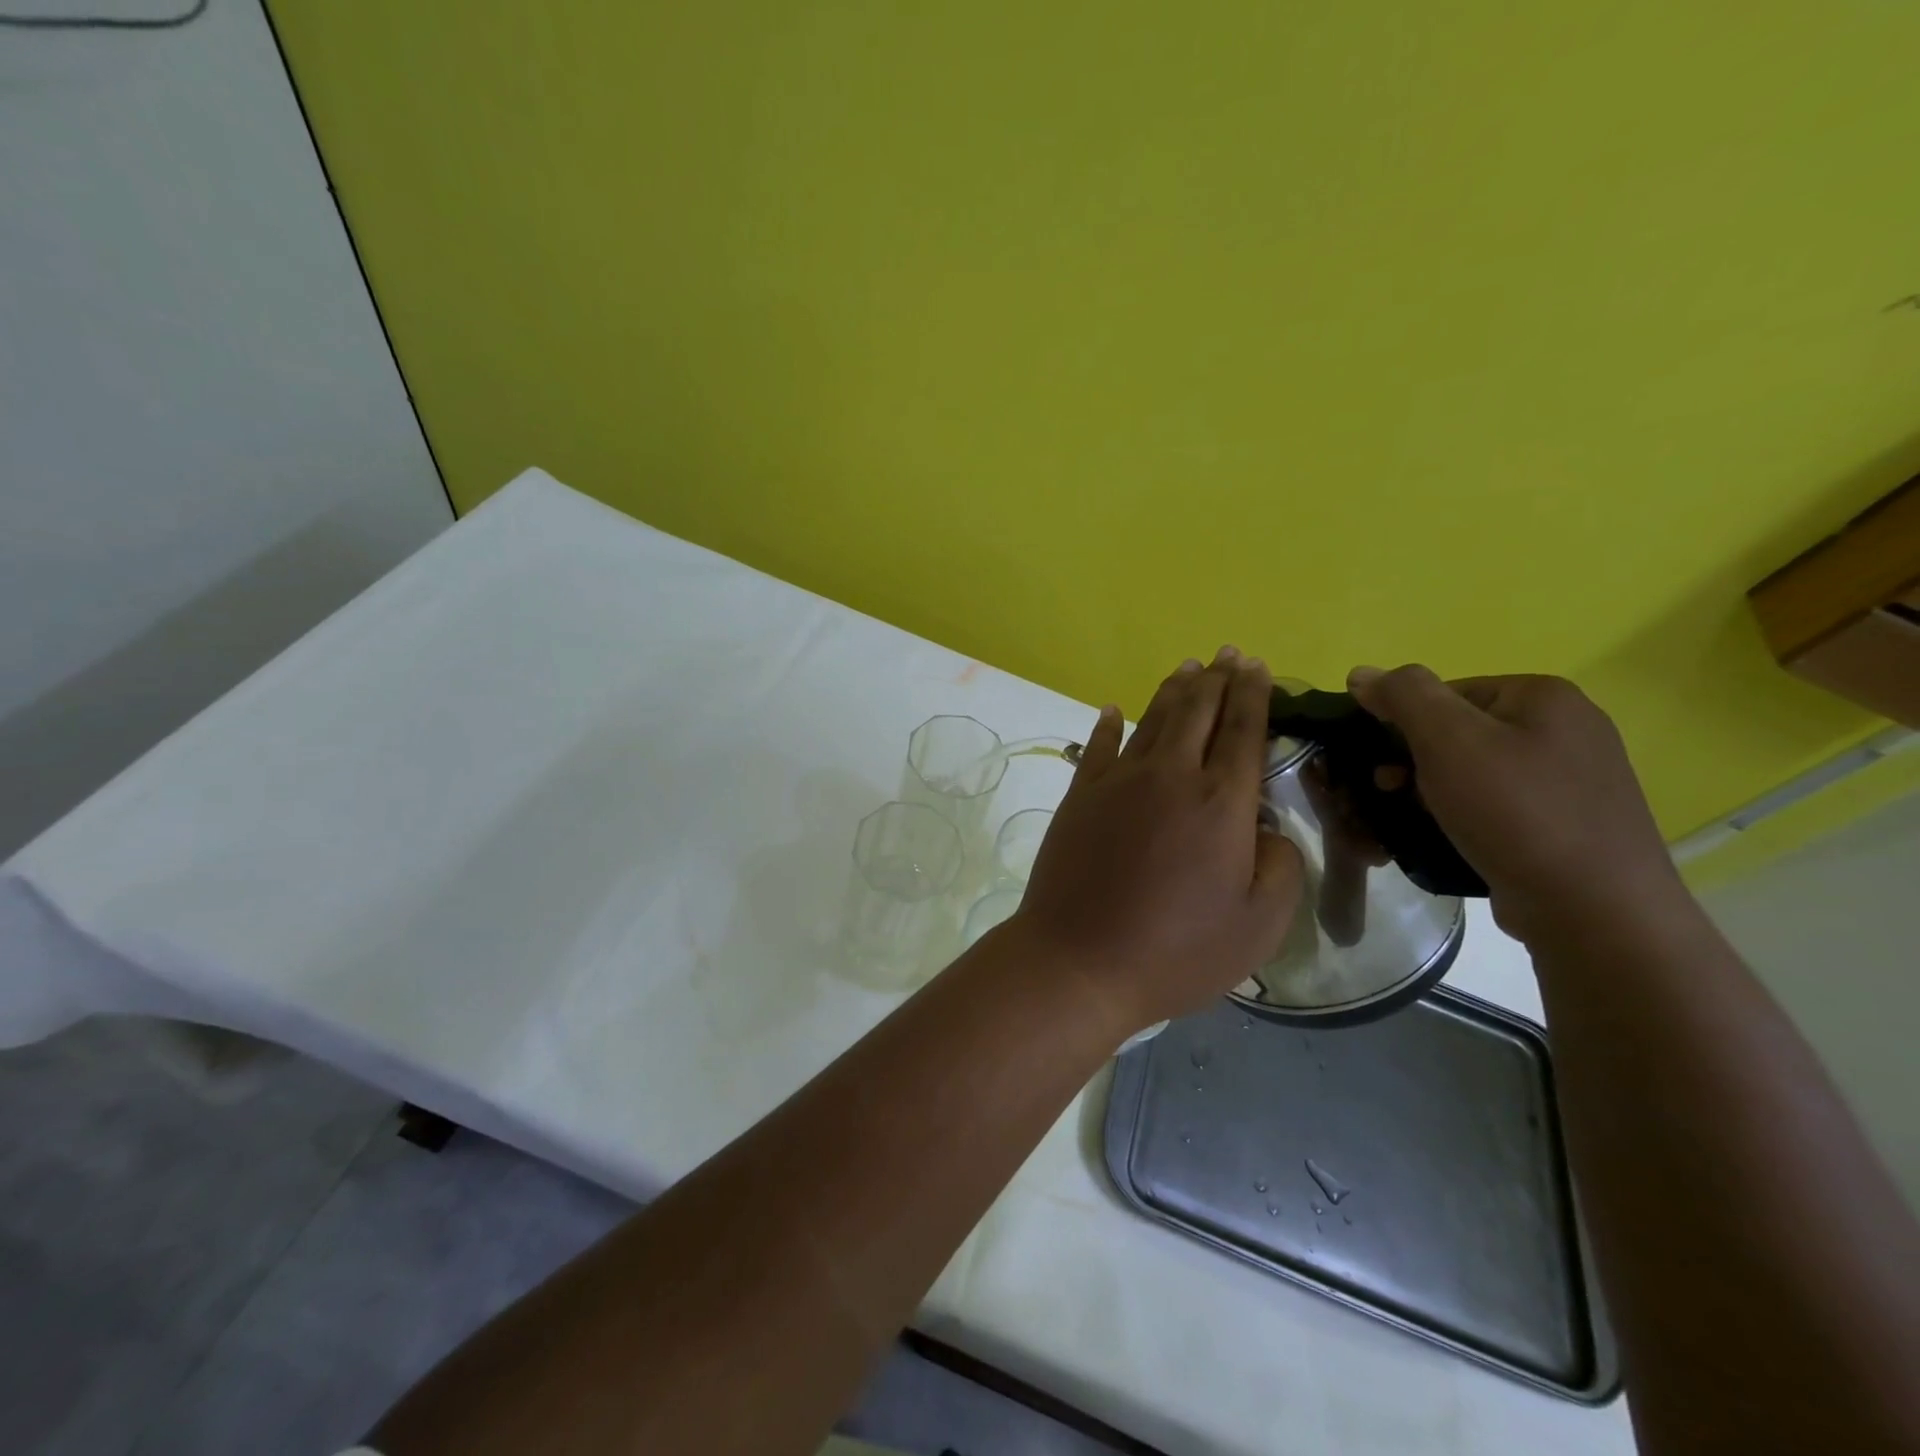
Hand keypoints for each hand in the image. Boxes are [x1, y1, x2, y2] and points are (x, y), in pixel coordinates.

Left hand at [1011, 647, 1304, 1032]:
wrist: (1079, 960)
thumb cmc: (1177, 950)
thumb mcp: (1259, 925)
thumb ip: (1280, 867)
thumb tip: (1267, 830)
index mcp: (1221, 802)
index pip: (1243, 730)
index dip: (1253, 694)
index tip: (1258, 665)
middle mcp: (1170, 776)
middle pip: (1197, 712)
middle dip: (1217, 678)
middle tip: (1227, 653)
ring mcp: (1118, 782)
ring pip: (1152, 720)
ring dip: (1173, 691)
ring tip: (1188, 668)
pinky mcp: (1080, 796)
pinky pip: (1098, 747)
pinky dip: (1109, 724)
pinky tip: (1113, 710)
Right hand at [1345, 665, 1683, 940]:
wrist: (1594, 910)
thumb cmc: (1516, 812)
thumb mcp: (1448, 740)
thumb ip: (1403, 696)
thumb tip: (1362, 673)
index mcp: (1544, 696)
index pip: (1445, 693)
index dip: (1402, 726)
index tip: (1384, 765)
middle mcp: (1567, 729)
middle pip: (1459, 732)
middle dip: (1414, 763)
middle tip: (1391, 795)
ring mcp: (1574, 780)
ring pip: (1474, 773)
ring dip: (1432, 794)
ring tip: (1414, 824)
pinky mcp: (1568, 824)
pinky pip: (1497, 808)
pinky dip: (1464, 819)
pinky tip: (1450, 841)